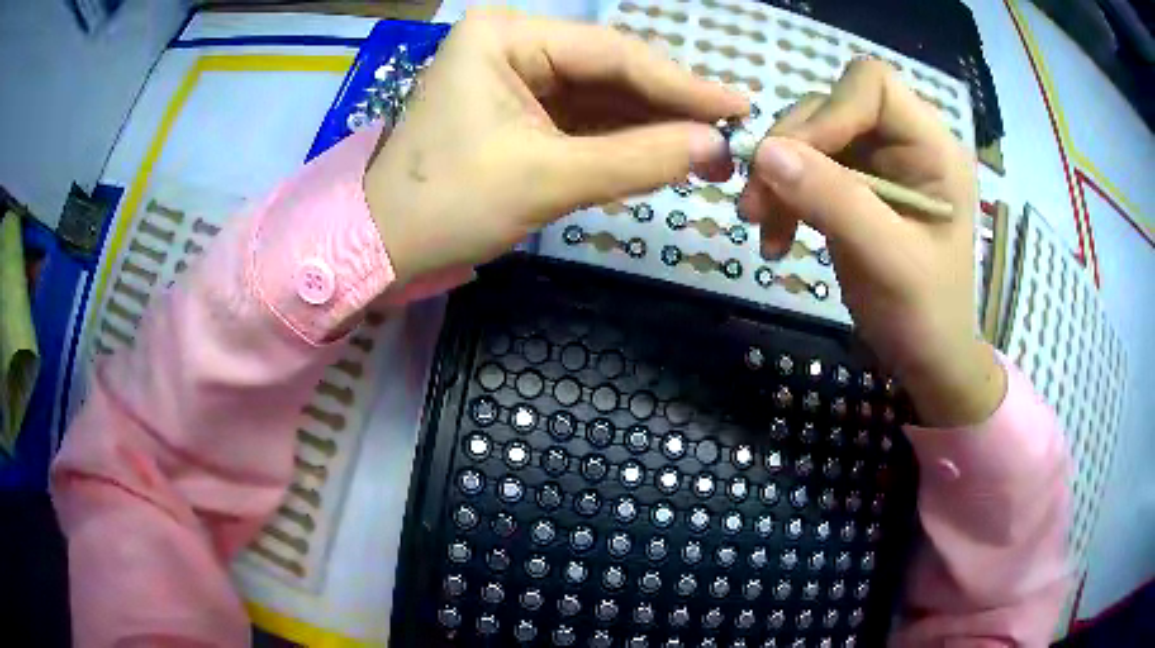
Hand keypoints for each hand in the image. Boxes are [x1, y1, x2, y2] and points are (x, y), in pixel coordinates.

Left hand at [364, 9, 746, 284]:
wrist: (387, 245)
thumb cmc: (447, 205)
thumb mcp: (546, 179)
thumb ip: (637, 159)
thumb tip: (715, 147)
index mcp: (504, 36)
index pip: (611, 53)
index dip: (681, 83)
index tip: (739, 107)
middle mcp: (512, 42)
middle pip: (609, 70)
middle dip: (669, 106)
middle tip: (730, 136)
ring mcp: (516, 74)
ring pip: (602, 94)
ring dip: (653, 124)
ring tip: (710, 150)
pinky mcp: (519, 107)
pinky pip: (584, 116)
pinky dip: (623, 136)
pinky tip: (665, 150)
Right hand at [738, 59, 1003, 425]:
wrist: (927, 360)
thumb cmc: (926, 316)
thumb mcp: (887, 261)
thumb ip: (834, 201)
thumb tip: (763, 151)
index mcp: (933, 148)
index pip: (874, 86)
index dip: (830, 111)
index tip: (794, 160)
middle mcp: (905, 143)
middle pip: (832, 106)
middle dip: (790, 149)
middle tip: (755, 205)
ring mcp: (878, 163)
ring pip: (810, 137)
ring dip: (777, 177)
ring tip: (760, 226)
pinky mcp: (855, 185)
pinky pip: (805, 168)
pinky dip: (782, 197)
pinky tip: (776, 237)